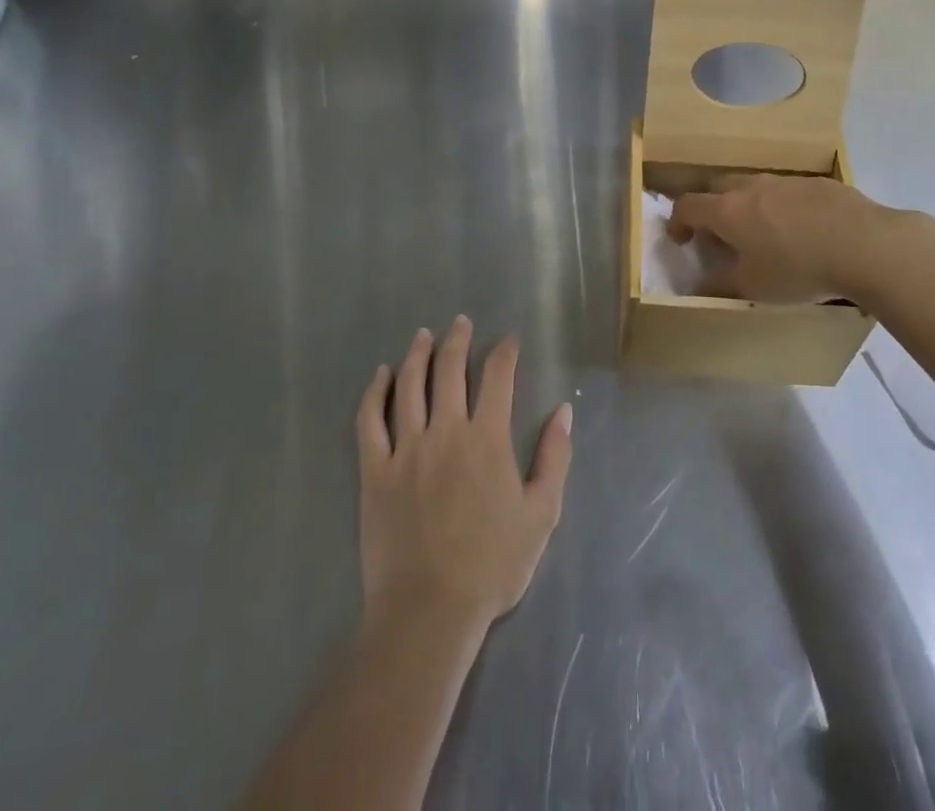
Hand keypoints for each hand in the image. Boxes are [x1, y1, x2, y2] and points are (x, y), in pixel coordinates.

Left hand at [355, 317, 572, 635]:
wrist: (428, 612)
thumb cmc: (492, 565)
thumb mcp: (541, 513)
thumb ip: (554, 457)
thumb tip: (564, 410)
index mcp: (487, 438)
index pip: (497, 376)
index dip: (505, 352)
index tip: (509, 340)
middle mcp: (446, 430)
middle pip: (449, 369)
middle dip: (458, 340)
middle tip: (461, 322)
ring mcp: (406, 448)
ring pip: (409, 385)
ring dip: (417, 354)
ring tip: (423, 335)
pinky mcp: (374, 471)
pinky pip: (370, 421)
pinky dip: (375, 392)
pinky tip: (381, 376)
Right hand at [667, 173, 920, 304]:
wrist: (866, 245)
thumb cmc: (799, 268)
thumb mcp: (754, 287)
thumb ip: (721, 285)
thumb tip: (700, 286)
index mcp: (728, 210)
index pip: (687, 205)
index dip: (677, 221)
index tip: (681, 239)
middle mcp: (751, 187)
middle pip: (717, 187)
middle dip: (710, 206)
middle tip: (719, 232)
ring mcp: (786, 180)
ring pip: (754, 185)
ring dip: (747, 203)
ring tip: (762, 231)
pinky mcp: (818, 182)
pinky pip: (788, 190)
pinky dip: (782, 205)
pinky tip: (802, 228)